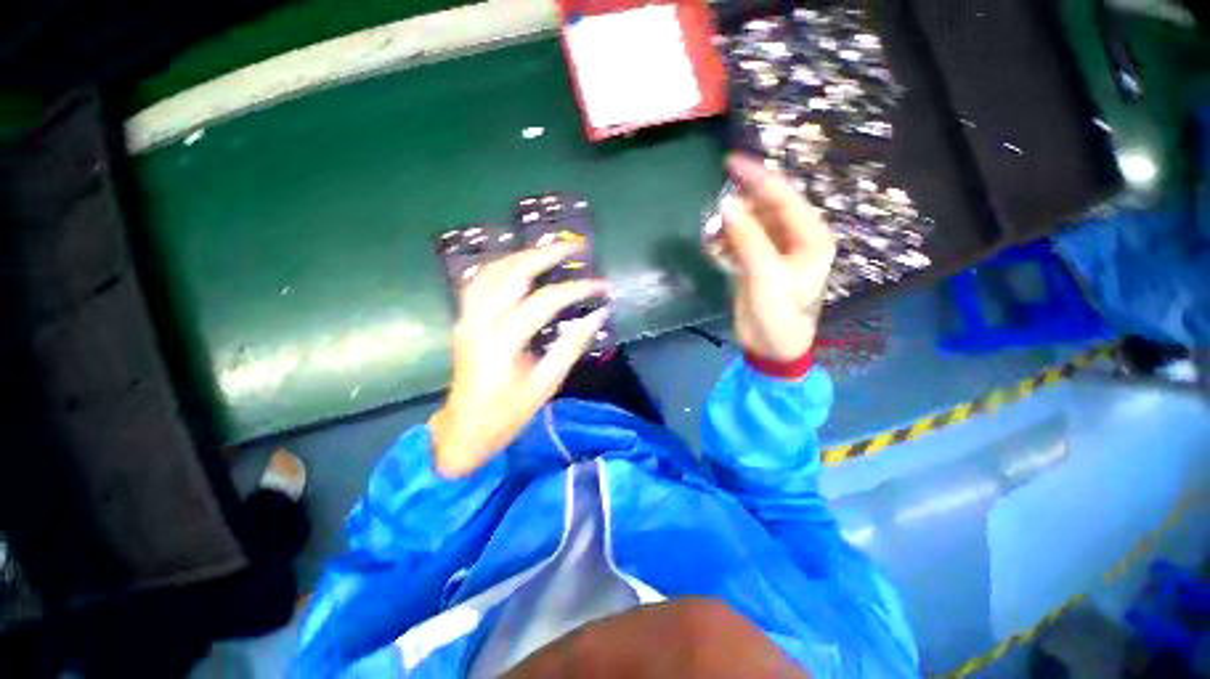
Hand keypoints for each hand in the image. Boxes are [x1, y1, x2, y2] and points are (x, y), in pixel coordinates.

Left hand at [429, 243, 608, 476]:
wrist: (464, 430)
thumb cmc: (507, 414)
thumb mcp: (546, 384)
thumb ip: (571, 346)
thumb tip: (599, 315)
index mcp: (503, 342)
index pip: (545, 301)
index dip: (577, 289)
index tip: (602, 286)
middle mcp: (479, 321)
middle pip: (513, 273)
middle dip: (546, 254)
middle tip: (575, 246)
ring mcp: (466, 317)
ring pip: (492, 270)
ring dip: (522, 255)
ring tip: (550, 250)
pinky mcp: (463, 319)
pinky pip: (480, 280)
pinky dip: (502, 266)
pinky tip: (519, 265)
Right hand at [720, 154, 835, 360]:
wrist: (771, 347)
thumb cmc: (779, 315)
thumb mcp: (764, 276)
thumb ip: (747, 239)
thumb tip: (726, 205)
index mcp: (810, 237)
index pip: (783, 197)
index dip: (757, 177)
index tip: (729, 162)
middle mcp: (794, 238)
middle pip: (764, 208)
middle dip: (738, 208)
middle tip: (714, 213)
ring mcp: (773, 250)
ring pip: (748, 225)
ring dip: (728, 227)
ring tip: (711, 236)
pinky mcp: (756, 262)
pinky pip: (738, 242)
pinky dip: (724, 243)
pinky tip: (714, 250)